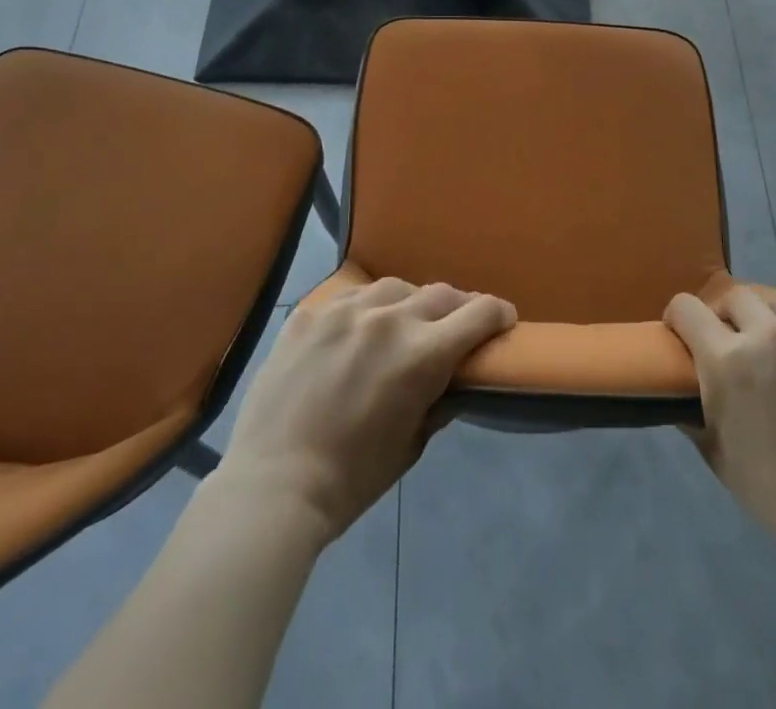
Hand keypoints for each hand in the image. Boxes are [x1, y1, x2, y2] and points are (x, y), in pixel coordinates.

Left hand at [220, 277, 516, 541]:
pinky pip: (347, 300)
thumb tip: (454, 377)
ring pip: (393, 288)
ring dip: (408, 304)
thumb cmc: (351, 480)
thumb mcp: (411, 445)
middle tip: (456, 326)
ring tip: (402, 324)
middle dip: (457, 308)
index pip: (479, 312)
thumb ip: (439, 400)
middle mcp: (388, 319)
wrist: (272, 486)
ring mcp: (344, 310)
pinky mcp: (308, 314)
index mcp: (422, 354)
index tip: (503, 320)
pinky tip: (353, 334)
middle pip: (440, 293)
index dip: (498, 313)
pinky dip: (362, 313)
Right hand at [665, 286, 775, 561]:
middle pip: (735, 295)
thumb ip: (691, 408)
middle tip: (738, 342)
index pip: (686, 307)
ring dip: (774, 318)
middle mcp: (771, 334)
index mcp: (729, 360)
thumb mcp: (716, 452)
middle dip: (729, 316)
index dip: (680, 319)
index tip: (687, 334)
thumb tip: (676, 382)